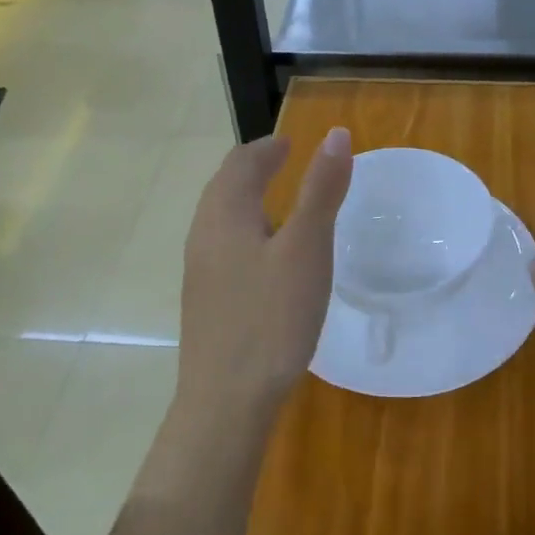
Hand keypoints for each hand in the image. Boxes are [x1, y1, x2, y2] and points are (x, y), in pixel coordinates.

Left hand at [178, 128, 353, 416]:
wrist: (226, 400)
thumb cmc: (271, 317)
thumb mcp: (307, 248)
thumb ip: (321, 190)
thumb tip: (335, 134)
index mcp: (225, 213)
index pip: (241, 162)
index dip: (267, 147)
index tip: (290, 143)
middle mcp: (203, 234)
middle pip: (224, 186)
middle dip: (253, 168)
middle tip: (284, 162)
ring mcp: (199, 270)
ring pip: (220, 217)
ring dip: (247, 198)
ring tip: (278, 203)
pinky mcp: (204, 300)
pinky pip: (222, 245)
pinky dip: (244, 229)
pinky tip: (264, 257)